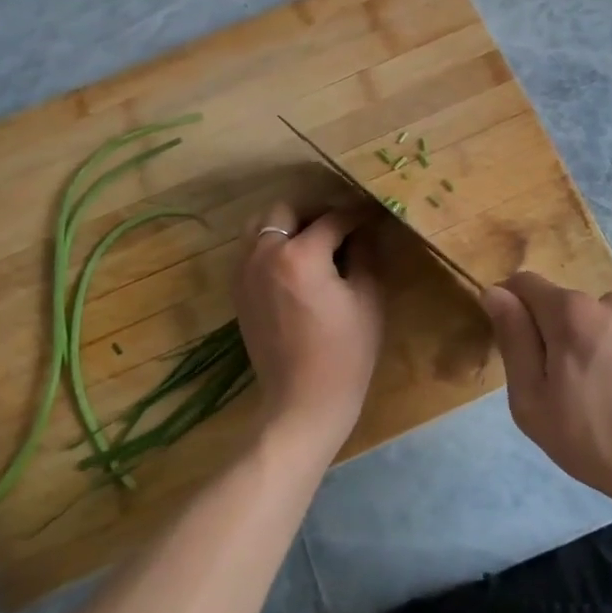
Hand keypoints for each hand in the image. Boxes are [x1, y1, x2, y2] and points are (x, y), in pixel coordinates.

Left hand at [233, 200, 383, 458]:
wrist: (303, 402)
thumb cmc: (345, 353)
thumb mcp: (367, 299)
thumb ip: (366, 255)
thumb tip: (366, 229)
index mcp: (300, 256)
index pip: (332, 219)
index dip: (357, 215)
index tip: (372, 215)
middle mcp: (265, 255)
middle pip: (285, 210)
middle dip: (314, 212)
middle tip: (339, 227)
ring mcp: (245, 273)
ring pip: (260, 226)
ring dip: (286, 225)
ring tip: (313, 242)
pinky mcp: (238, 291)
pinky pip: (250, 251)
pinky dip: (271, 246)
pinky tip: (295, 265)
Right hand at [482, 273, 611, 519]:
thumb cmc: (600, 441)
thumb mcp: (534, 402)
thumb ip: (514, 341)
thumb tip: (496, 294)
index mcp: (571, 312)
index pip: (524, 283)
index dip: (508, 305)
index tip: (512, 347)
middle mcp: (609, 303)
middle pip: (563, 307)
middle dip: (551, 337)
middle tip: (559, 394)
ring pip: (597, 327)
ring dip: (588, 351)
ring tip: (602, 406)